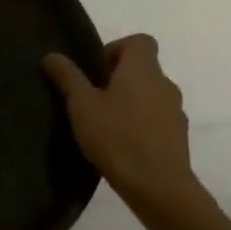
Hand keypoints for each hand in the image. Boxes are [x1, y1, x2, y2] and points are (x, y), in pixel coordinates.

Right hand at [43, 35, 200, 205]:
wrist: (159, 188)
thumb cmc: (117, 137)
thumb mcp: (82, 105)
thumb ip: (67, 77)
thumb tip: (52, 55)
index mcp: (143, 69)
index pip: (140, 41)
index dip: (116, 48)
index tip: (96, 71)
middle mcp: (165, 84)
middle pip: (143, 69)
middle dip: (118, 79)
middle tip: (92, 100)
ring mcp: (176, 112)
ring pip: (150, 96)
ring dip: (130, 103)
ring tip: (105, 126)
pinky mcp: (179, 138)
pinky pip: (157, 120)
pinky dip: (141, 125)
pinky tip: (121, 146)